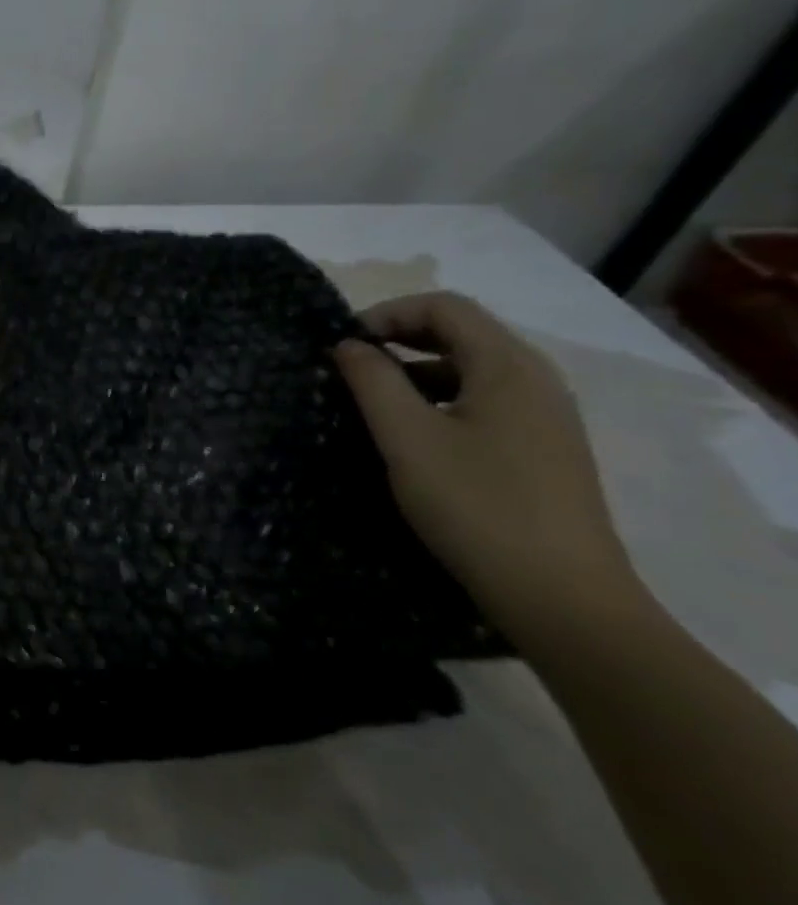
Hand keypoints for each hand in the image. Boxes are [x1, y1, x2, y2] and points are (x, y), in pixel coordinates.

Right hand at [332, 292, 642, 644]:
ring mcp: (546, 418)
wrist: (561, 597)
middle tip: (349, 367)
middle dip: (399, 340)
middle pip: (462, 333)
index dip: (387, 313)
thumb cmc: (476, 504)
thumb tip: (348, 345)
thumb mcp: (407, 437)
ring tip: (373, 403)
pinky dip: (441, 401)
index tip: (343, 345)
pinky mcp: (544, 451)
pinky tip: (414, 437)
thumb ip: (372, 381)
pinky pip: (485, 403)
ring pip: (472, 371)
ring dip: (417, 372)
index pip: (445, 307)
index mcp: (509, 367)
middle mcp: (536, 381)